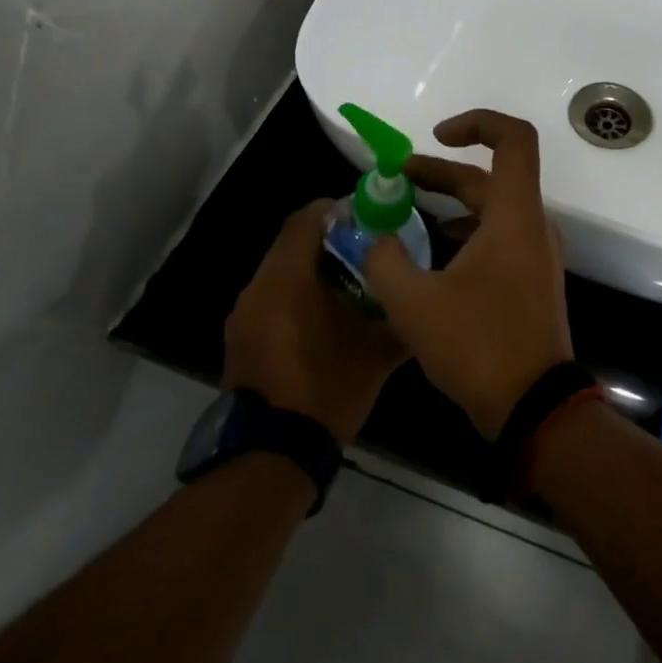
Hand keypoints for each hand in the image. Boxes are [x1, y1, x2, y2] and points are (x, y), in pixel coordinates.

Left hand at [223, 200, 408, 445]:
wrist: (274, 452)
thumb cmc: (327, 389)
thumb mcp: (377, 352)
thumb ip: (400, 315)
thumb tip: (420, 297)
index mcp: (286, 280)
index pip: (305, 220)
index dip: (335, 210)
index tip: (366, 217)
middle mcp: (257, 288)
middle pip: (291, 243)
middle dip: (328, 240)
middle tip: (366, 250)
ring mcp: (243, 315)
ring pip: (280, 271)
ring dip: (311, 269)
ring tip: (350, 285)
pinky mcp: (240, 338)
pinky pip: (270, 298)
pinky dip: (296, 295)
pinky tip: (324, 318)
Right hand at [363, 110, 573, 438]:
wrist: (534, 408)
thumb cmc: (478, 346)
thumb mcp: (414, 303)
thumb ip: (385, 260)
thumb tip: (374, 237)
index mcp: (514, 216)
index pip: (513, 139)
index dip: (476, 123)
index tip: (436, 137)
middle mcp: (532, 226)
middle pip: (490, 177)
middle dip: (441, 172)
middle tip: (396, 180)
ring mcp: (536, 256)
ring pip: (492, 211)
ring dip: (450, 206)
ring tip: (404, 218)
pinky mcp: (530, 282)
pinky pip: (498, 240)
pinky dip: (464, 235)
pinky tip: (429, 259)